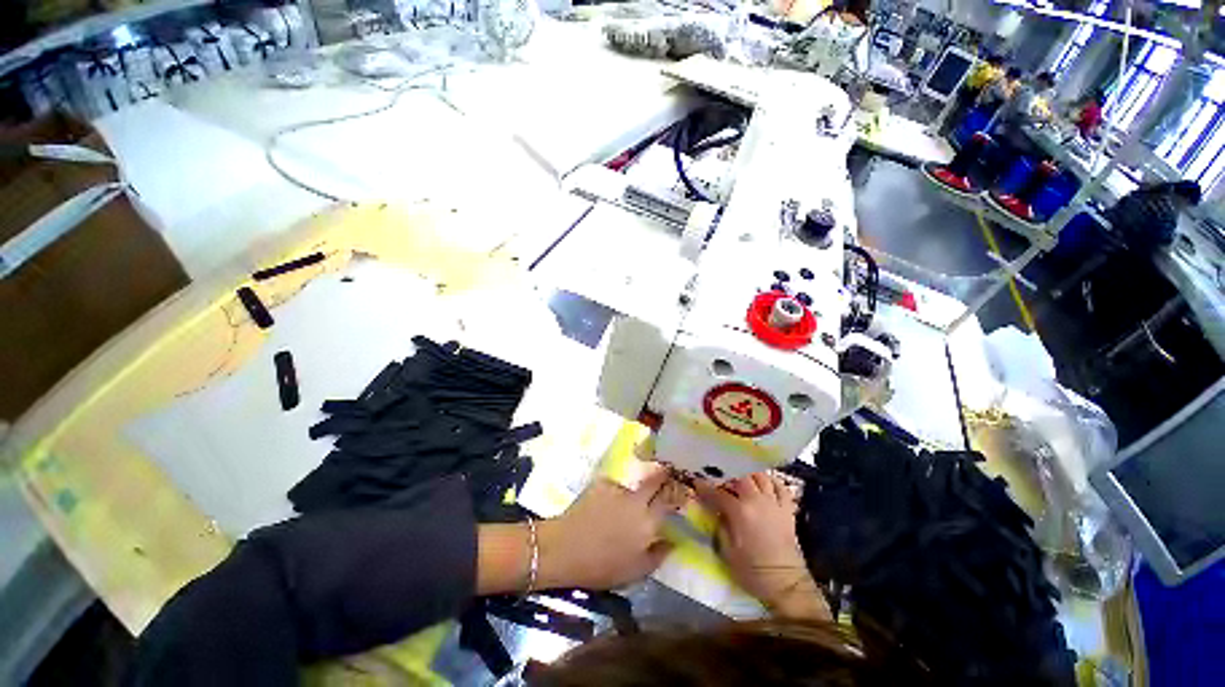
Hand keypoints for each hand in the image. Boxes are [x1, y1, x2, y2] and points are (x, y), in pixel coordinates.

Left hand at [537, 466, 684, 589]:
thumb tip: (674, 541)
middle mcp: (637, 500)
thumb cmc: (602, 566)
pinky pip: (614, 485)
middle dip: (663, 474)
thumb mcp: (636, 571)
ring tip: (623, 500)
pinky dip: (613, 492)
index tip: (681, 489)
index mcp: (649, 522)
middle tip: (664, 474)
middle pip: (655, 479)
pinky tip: (604, 503)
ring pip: (633, 483)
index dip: (677, 492)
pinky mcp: (602, 483)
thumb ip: (658, 555)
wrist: (565, 548)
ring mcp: (619, 489)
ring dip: (633, 489)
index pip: (670, 500)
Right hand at [694, 473, 829, 619]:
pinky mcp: (787, 510)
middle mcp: (757, 501)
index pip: (718, 493)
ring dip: (749, 474)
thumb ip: (721, 525)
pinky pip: (781, 487)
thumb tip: (717, 511)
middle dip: (728, 475)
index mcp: (740, 512)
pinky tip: (764, 482)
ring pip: (761, 477)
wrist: (785, 584)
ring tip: (740, 477)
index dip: (705, 487)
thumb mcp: (727, 551)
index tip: (697, 482)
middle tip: (720, 479)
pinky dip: (772, 481)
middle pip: (740, 477)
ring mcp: (774, 503)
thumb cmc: (752, 571)